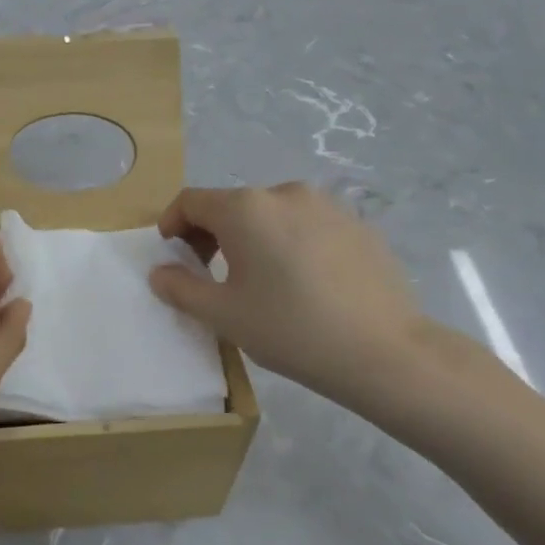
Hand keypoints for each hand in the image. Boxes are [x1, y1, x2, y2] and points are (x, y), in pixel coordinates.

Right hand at [148, 184, 435, 414]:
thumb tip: (160, 272)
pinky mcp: (359, 224)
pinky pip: (308, 226)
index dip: (171, 224)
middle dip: (211, 234)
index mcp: (245, 209)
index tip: (172, 256)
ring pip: (272, 214)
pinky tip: (304, 284)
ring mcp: (328, 205)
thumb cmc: (290, 329)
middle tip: (210, 274)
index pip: (191, 200)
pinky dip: (291, 243)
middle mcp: (284, 192)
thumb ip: (180, 288)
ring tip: (261, 281)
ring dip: (253, 238)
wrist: (383, 351)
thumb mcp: (223, 315)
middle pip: (232, 205)